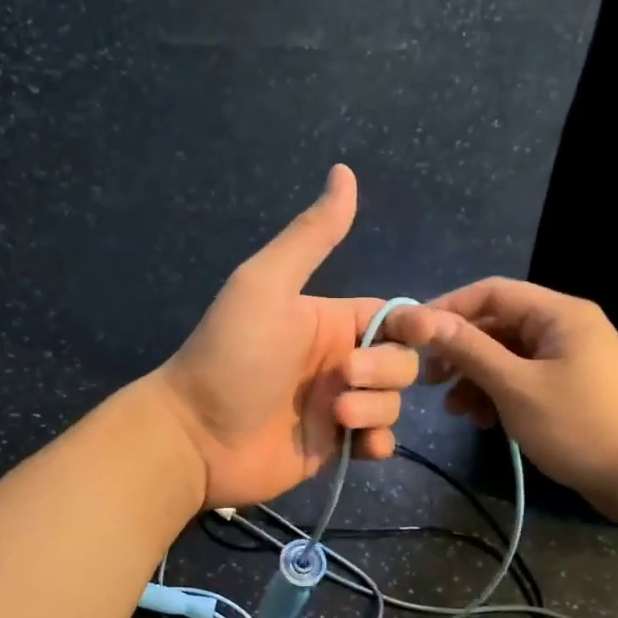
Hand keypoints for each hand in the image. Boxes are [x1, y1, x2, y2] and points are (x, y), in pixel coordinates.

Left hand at [149, 165, 418, 508]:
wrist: (196, 435)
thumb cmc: (232, 355)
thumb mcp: (266, 285)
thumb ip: (310, 236)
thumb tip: (344, 170)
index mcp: (329, 319)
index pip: (395, 317)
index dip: (416, 324)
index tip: (421, 332)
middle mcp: (339, 360)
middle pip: (402, 361)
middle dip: (384, 370)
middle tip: (343, 378)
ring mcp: (339, 406)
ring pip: (393, 402)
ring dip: (376, 408)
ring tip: (336, 416)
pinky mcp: (335, 447)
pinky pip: (380, 440)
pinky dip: (379, 442)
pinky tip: (361, 446)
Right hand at [386, 278, 617, 513]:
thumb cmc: (580, 425)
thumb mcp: (516, 386)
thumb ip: (470, 349)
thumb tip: (424, 319)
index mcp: (559, 313)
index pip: (492, 292)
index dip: (447, 308)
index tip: (412, 334)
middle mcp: (566, 327)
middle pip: (498, 325)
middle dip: (460, 351)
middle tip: (428, 379)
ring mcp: (570, 360)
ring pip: (508, 356)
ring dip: (476, 378)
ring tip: (454, 410)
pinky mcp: (571, 389)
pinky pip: (524, 380)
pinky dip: (499, 395)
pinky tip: (482, 421)